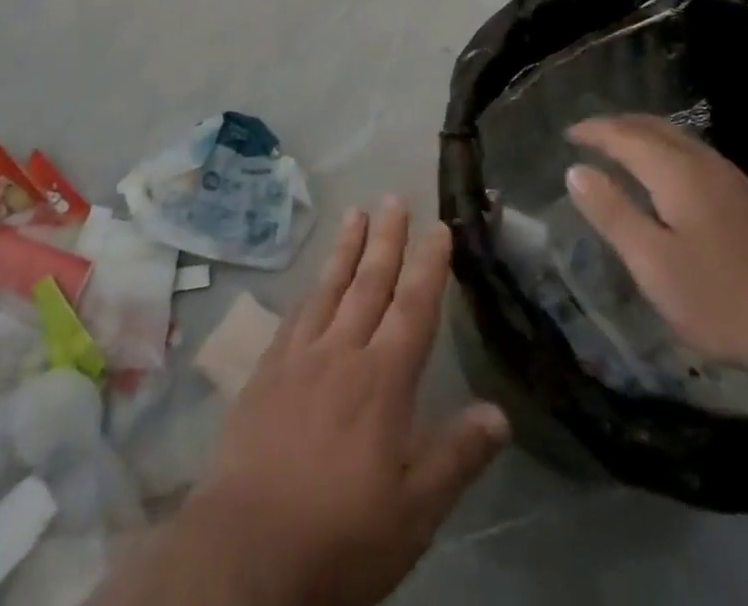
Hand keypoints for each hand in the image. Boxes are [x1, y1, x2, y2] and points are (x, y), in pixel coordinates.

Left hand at [182, 199, 509, 605]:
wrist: (247, 549)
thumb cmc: (341, 535)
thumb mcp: (414, 512)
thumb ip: (457, 457)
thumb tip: (500, 413)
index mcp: (382, 380)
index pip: (413, 308)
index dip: (429, 266)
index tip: (439, 228)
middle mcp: (341, 352)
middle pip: (369, 284)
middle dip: (386, 239)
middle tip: (393, 198)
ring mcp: (298, 357)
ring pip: (329, 288)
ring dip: (346, 249)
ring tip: (356, 213)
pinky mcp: (265, 371)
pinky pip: (294, 314)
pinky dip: (310, 289)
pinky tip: (312, 280)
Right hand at [564, 116, 747, 377]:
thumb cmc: (723, 300)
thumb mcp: (653, 263)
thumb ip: (612, 213)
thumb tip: (575, 170)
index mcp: (676, 172)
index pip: (624, 135)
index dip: (593, 131)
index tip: (567, 135)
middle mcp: (705, 164)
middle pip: (654, 127)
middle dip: (618, 125)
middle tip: (589, 135)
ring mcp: (734, 180)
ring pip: (679, 139)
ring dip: (644, 135)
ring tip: (620, 149)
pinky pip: (695, 155)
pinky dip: (666, 151)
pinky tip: (666, 177)